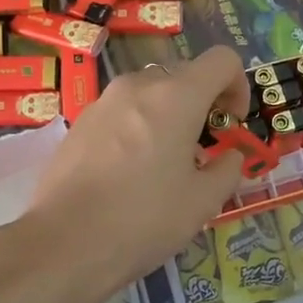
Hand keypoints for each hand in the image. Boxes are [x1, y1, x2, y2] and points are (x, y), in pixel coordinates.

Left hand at [27, 47, 248, 292]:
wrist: (64, 242)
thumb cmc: (144, 219)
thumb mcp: (203, 202)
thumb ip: (227, 169)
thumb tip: (228, 157)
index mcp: (176, 97)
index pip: (222, 60)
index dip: (238, 86)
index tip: (232, 124)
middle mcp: (138, 86)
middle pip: (183, 76)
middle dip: (201, 105)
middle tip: (201, 150)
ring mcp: (103, 102)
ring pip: (149, 94)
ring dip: (167, 117)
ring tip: (163, 164)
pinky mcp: (79, 123)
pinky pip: (121, 113)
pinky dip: (137, 129)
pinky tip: (128, 174)